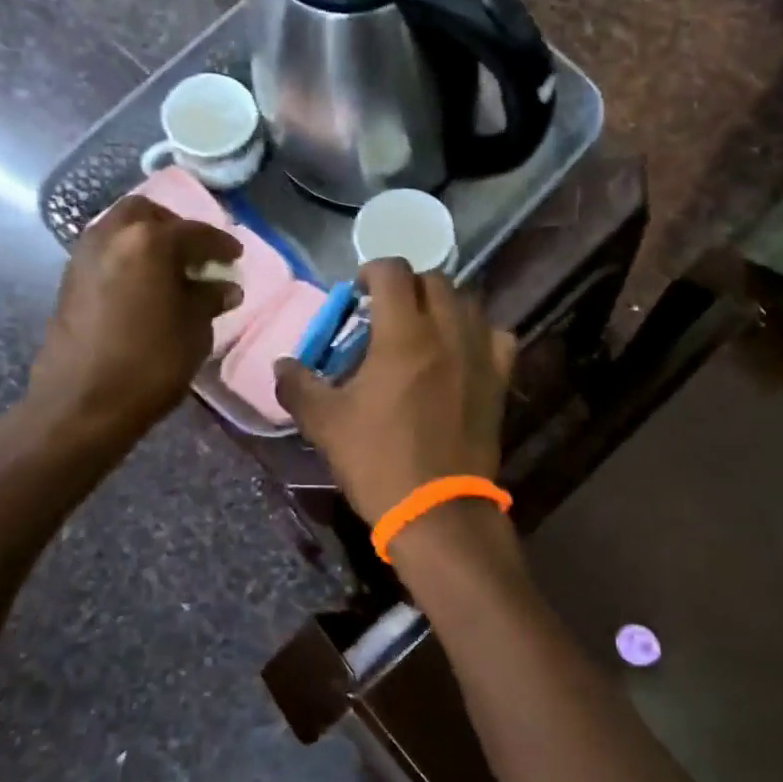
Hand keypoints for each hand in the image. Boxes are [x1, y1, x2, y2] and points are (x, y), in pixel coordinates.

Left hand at [27, 196, 240, 438]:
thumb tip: (223, 287)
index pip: (195, 232)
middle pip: (149, 214)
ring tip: (171, 269)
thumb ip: (209, 300)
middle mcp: (113, 235)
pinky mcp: (69, 278)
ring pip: (121, 228)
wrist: (81, 403)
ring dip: (148, 239)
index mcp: (150, 241)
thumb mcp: (194, 331)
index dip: (221, 244)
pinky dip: (128, 256)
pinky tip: (145, 284)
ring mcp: (85, 254)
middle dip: (176, 228)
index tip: (236, 255)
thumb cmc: (149, 364)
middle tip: (197, 254)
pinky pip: (106, 250)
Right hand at [275, 260, 515, 525]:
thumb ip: (298, 386)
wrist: (437, 510)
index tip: (359, 292)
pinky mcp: (500, 381)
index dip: (372, 270)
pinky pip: (497, 337)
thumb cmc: (378, 460)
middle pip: (435, 281)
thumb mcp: (325, 423)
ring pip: (468, 303)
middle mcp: (447, 332)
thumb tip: (282, 364)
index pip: (394, 271)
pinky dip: (479, 333)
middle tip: (388, 312)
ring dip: (443, 305)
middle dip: (408, 287)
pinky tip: (463, 352)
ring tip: (424, 329)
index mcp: (403, 334)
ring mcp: (480, 355)